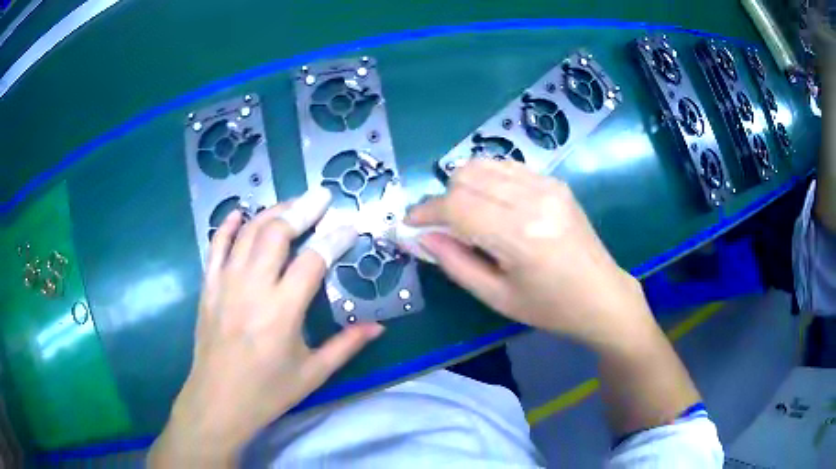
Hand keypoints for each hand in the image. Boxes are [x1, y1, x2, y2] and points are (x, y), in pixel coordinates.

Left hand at [149, 188, 383, 466]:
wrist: (218, 401)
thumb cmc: (268, 392)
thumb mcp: (313, 373)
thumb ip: (346, 345)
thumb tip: (378, 326)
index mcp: (282, 311)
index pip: (314, 259)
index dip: (335, 237)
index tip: (350, 225)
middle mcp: (253, 288)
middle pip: (277, 233)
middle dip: (302, 209)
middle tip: (321, 196)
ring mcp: (225, 283)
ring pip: (248, 233)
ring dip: (271, 212)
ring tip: (292, 203)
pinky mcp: (208, 287)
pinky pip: (217, 246)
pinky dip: (229, 226)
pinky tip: (240, 213)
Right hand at [407, 159, 655, 350]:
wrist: (602, 295)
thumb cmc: (550, 308)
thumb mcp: (496, 297)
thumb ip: (455, 263)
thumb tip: (421, 237)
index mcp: (520, 235)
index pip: (456, 205)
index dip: (425, 211)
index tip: (409, 223)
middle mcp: (533, 200)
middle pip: (466, 176)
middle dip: (443, 199)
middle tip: (442, 227)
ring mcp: (547, 185)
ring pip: (484, 165)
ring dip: (463, 185)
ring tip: (465, 215)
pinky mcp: (555, 182)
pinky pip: (506, 167)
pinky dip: (487, 180)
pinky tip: (491, 204)